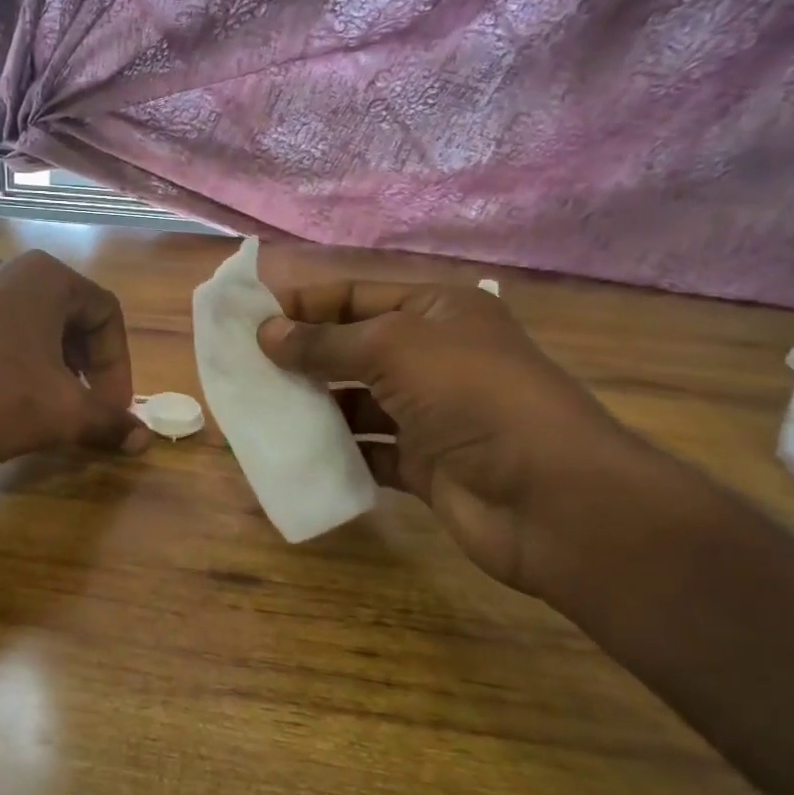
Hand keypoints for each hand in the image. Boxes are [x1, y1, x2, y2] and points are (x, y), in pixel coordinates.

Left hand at [0, 250, 148, 471]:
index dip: (118, 365)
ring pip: (23, 323)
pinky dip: (4, 359)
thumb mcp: (61, 415)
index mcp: (43, 277)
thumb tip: (142, 438)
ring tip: (41, 404)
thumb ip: (108, 421)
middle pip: (65, 314)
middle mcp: (2, 269)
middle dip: (83, 364)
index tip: (112, 408)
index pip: (105, 314)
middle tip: (82, 406)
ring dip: (46, 362)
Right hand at [257, 281, 652, 595]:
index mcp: (437, 312)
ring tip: (260, 410)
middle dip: (303, 356)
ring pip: (357, 403)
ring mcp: (431, 414)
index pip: (358, 296)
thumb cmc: (472, 396)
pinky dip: (337, 452)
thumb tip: (266, 334)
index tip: (251, 320)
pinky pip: (369, 451)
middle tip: (245, 368)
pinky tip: (296, 453)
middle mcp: (435, 358)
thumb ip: (325, 342)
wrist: (548, 497)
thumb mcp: (394, 349)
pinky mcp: (425, 465)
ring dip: (314, 406)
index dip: (306, 304)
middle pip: (354, 349)